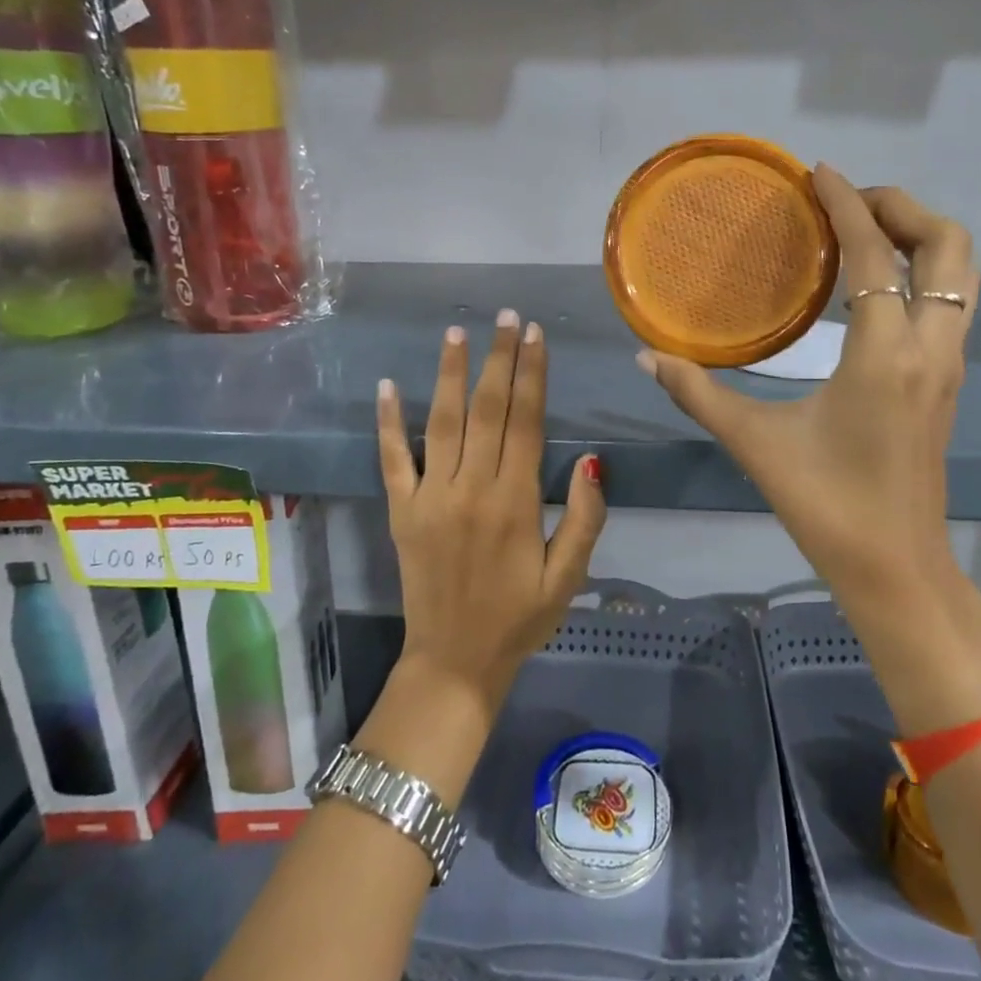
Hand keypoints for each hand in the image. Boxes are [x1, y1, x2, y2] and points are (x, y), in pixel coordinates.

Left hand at [377, 310, 607, 719]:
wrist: (454, 662)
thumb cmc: (519, 619)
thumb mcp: (568, 577)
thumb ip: (586, 517)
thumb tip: (593, 459)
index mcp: (516, 501)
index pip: (527, 421)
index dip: (532, 373)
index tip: (534, 335)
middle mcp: (472, 488)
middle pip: (488, 409)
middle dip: (498, 359)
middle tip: (504, 317)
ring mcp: (431, 497)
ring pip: (442, 422)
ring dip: (449, 374)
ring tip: (456, 333)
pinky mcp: (402, 511)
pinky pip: (393, 459)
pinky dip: (388, 422)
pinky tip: (387, 386)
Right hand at [638, 166, 980, 729]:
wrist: (895, 568)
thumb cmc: (825, 505)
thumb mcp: (755, 443)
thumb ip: (698, 393)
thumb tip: (647, 357)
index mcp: (884, 354)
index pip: (874, 254)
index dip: (848, 204)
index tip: (819, 173)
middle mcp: (930, 347)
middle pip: (948, 246)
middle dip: (903, 207)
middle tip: (849, 203)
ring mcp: (948, 365)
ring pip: (961, 274)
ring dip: (921, 237)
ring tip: (865, 232)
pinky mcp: (948, 382)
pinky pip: (951, 302)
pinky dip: (923, 272)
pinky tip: (874, 287)